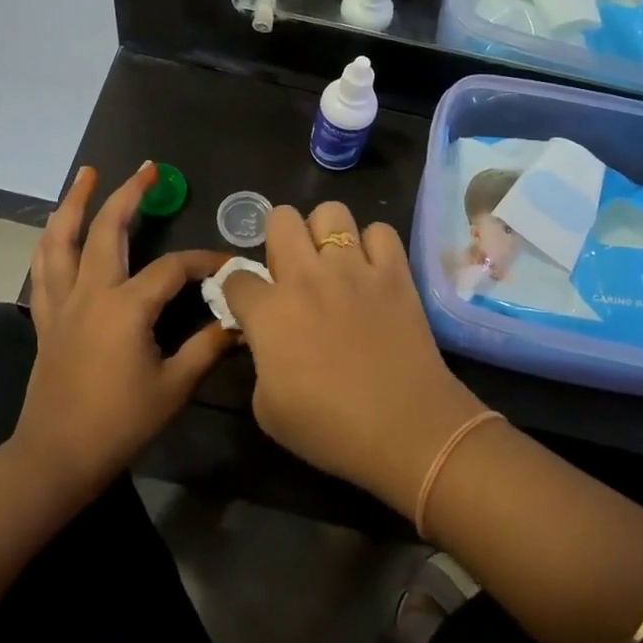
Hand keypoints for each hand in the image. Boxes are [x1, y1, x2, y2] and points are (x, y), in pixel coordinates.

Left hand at [16, 164, 233, 498]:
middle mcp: (90, 292)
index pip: (172, 268)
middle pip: (107, 229)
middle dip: (129, 195)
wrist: (57, 455)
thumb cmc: (119, 422)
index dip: (204, 261)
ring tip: (86, 174)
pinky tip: (55, 228)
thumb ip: (207, 347)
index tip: (228, 264)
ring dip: (74, 202)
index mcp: (126, 306)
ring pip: (61, 239)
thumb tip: (239, 322)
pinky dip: (50, 240)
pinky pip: (43, 267)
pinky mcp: (46, 317)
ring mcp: (62, 302)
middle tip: (147, 169)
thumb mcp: (173, 387)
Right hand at [222, 201, 488, 519]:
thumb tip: (265, 341)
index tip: (250, 306)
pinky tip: (373, 270)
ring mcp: (353, 268)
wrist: (406, 429)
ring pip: (330, 211)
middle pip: (280, 218)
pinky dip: (374, 245)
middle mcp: (306, 277)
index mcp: (269, 312)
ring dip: (326, 233)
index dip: (239, 291)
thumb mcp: (268, 409)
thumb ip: (259, 362)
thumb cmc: (330, 430)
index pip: (236, 277)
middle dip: (279, 238)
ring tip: (334, 261)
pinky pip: (381, 231)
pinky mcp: (394, 271)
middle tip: (292, 269)